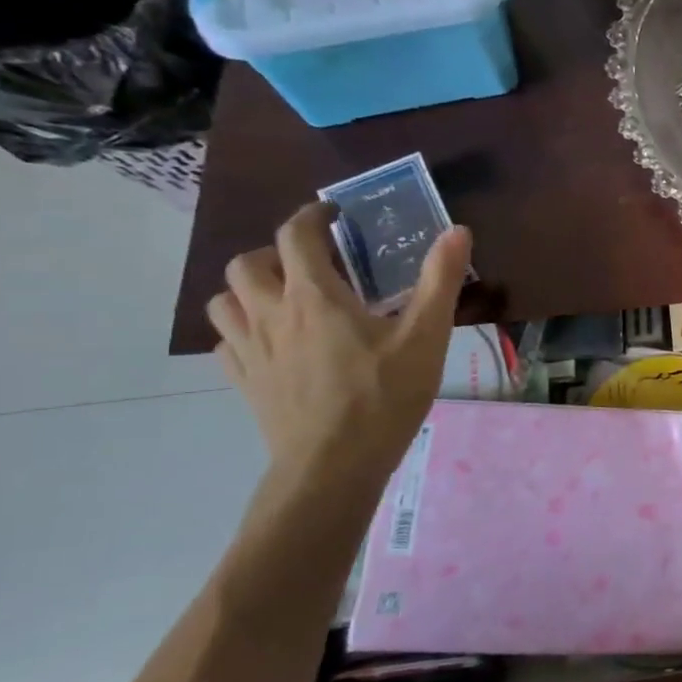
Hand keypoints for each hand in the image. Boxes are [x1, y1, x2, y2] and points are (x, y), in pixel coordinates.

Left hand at [207, 203, 470, 480]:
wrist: (334, 466)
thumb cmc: (384, 396)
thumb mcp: (425, 337)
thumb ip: (439, 281)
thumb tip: (457, 230)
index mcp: (314, 296)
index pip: (295, 235)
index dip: (312, 216)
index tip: (333, 215)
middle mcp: (271, 314)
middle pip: (246, 263)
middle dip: (274, 252)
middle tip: (309, 263)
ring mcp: (251, 350)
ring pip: (224, 301)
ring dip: (248, 289)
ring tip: (282, 299)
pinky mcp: (245, 382)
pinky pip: (226, 343)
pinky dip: (243, 331)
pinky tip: (273, 344)